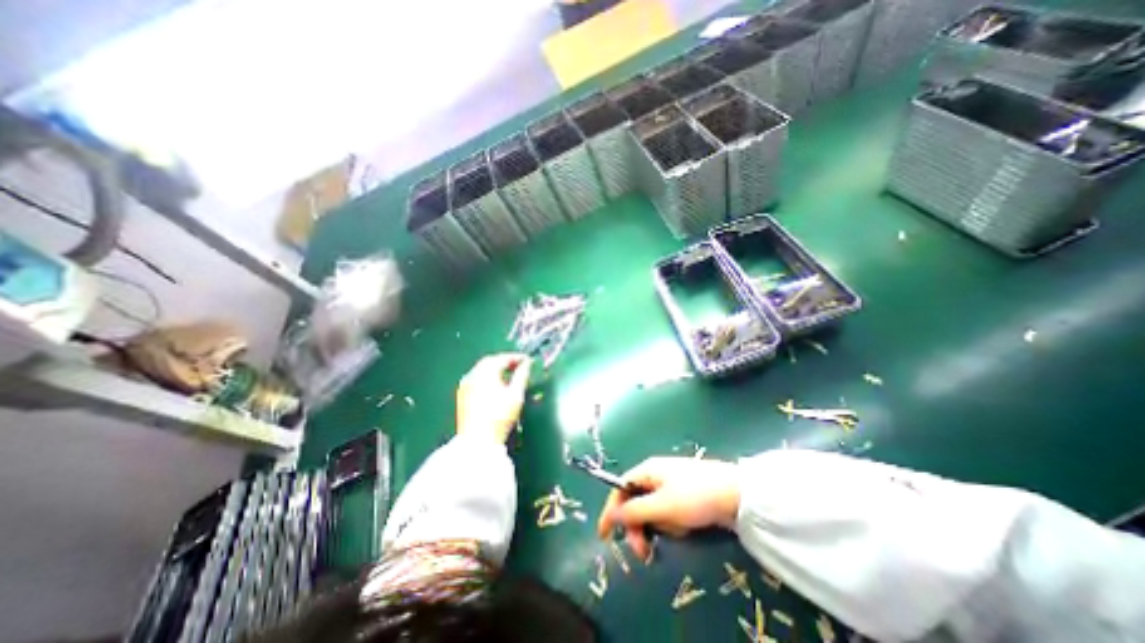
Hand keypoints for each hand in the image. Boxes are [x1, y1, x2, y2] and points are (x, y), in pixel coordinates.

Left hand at [456, 354, 531, 444]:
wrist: (477, 442)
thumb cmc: (499, 417)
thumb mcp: (516, 395)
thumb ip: (522, 376)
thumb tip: (527, 364)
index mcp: (485, 373)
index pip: (503, 358)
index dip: (517, 357)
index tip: (528, 360)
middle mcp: (472, 375)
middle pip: (490, 361)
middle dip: (505, 361)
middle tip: (519, 365)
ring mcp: (465, 384)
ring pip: (482, 369)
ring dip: (496, 368)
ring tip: (510, 374)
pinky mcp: (462, 394)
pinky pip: (476, 378)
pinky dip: (487, 376)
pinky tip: (496, 384)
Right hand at [600, 456, 742, 556]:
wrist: (737, 494)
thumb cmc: (695, 496)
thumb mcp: (663, 506)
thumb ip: (635, 511)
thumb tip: (612, 514)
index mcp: (647, 470)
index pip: (620, 488)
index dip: (611, 511)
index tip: (605, 536)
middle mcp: (655, 475)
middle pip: (636, 502)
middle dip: (638, 528)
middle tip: (644, 553)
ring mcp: (671, 485)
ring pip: (653, 511)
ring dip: (661, 526)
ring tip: (679, 530)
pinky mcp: (684, 497)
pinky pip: (669, 513)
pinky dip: (674, 524)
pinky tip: (687, 526)